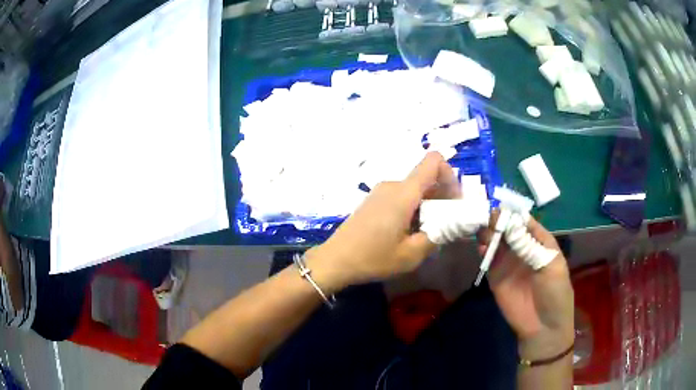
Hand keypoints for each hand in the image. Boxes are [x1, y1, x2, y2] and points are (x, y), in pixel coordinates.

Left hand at [307, 152, 459, 292]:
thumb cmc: (374, 258)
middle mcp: (393, 185)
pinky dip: (413, 209)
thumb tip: (452, 224)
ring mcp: (381, 191)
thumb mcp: (412, 254)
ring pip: (415, 189)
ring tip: (425, 233)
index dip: (450, 175)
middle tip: (444, 225)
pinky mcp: (374, 200)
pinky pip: (402, 196)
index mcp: (404, 193)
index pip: (433, 161)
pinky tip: (408, 232)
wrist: (335, 260)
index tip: (453, 202)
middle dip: (441, 198)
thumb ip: (438, 236)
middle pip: (426, 178)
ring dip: (427, 206)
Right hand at [477, 211, 573, 359]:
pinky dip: (484, 250)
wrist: (543, 327)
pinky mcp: (496, 277)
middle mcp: (523, 248)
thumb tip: (512, 224)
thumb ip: (530, 245)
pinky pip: (488, 259)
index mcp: (540, 242)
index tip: (501, 205)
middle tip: (487, 215)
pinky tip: (481, 246)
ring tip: (482, 228)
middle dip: (498, 220)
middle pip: (508, 229)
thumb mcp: (550, 265)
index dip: (514, 213)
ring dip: (489, 233)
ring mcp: (509, 263)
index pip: (525, 221)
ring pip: (497, 241)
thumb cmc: (555, 292)